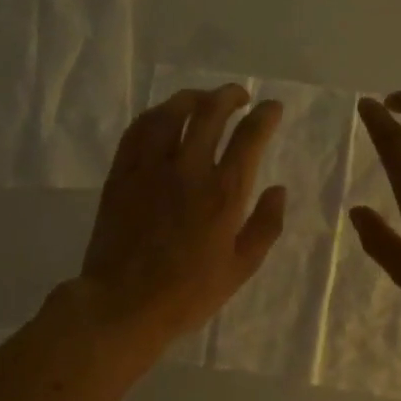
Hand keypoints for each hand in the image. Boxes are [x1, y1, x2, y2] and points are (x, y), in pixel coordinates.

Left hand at [78, 85, 286, 349]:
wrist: (123, 305)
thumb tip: (278, 189)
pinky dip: (156, 115)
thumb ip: (266, 226)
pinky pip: (138, 130)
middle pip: (210, 112)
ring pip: (172, 113)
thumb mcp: (241, 268)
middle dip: (230, 95)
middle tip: (240, 96)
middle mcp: (188, 169)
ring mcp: (150, 168)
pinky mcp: (122, 174)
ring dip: (192, 98)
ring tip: (203, 99)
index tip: (272, 108)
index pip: (250, 137)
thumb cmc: (187, 294)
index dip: (265, 115)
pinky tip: (164, 117)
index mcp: (224, 194)